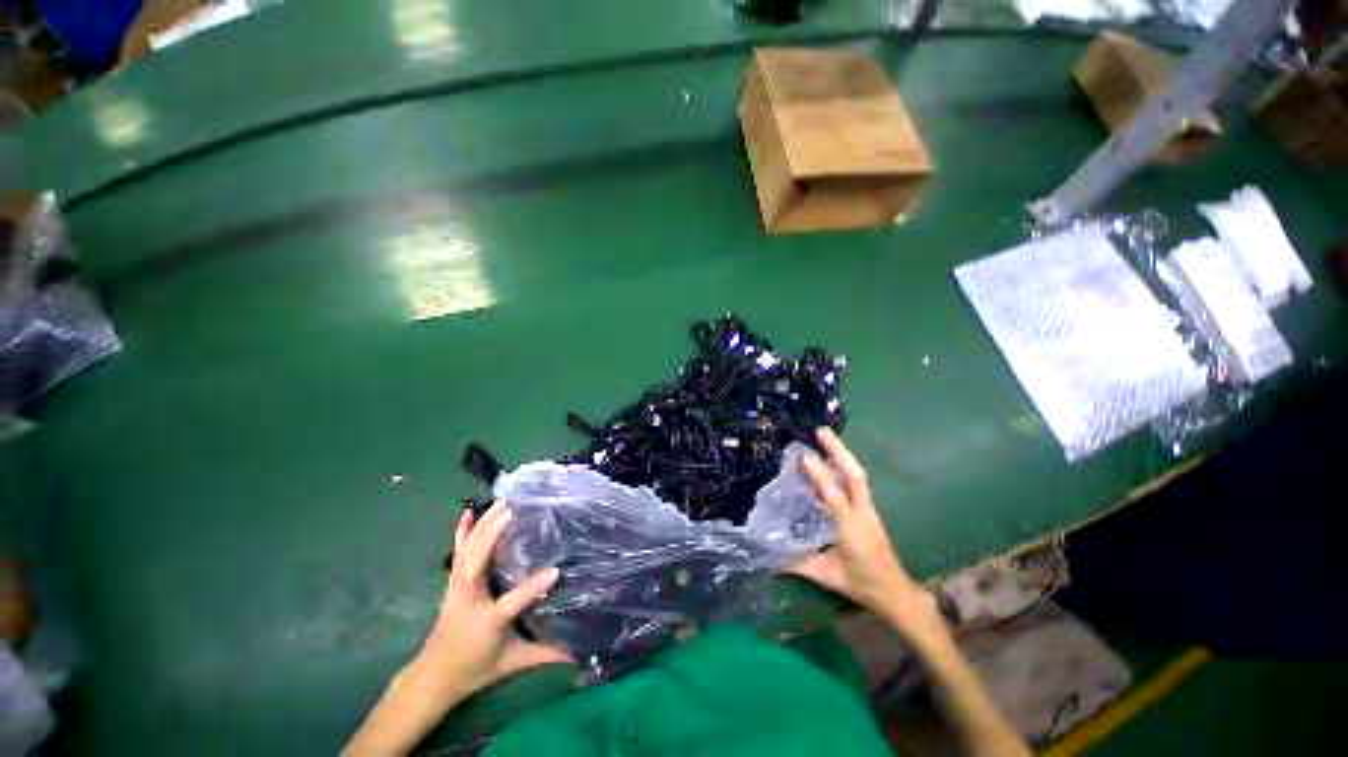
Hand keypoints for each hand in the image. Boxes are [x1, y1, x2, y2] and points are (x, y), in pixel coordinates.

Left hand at [411, 502, 573, 704]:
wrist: (434, 676)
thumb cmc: (475, 668)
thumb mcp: (513, 662)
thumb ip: (545, 655)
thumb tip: (578, 655)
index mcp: (490, 619)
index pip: (514, 601)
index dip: (533, 587)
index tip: (557, 570)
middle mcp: (471, 597)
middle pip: (478, 561)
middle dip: (494, 532)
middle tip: (516, 506)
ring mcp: (458, 586)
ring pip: (468, 549)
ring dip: (483, 524)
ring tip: (501, 501)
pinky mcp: (453, 581)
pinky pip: (457, 551)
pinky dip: (462, 530)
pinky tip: (467, 512)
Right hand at [789, 429, 940, 634]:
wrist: (896, 593)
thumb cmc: (861, 585)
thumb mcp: (827, 577)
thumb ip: (797, 564)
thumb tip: (767, 558)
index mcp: (851, 529)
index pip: (834, 497)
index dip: (820, 476)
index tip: (805, 456)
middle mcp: (862, 513)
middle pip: (855, 475)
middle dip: (839, 451)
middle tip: (822, 431)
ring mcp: (869, 510)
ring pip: (858, 475)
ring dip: (843, 454)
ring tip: (826, 436)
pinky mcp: (869, 510)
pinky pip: (857, 482)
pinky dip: (845, 466)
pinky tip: (833, 459)